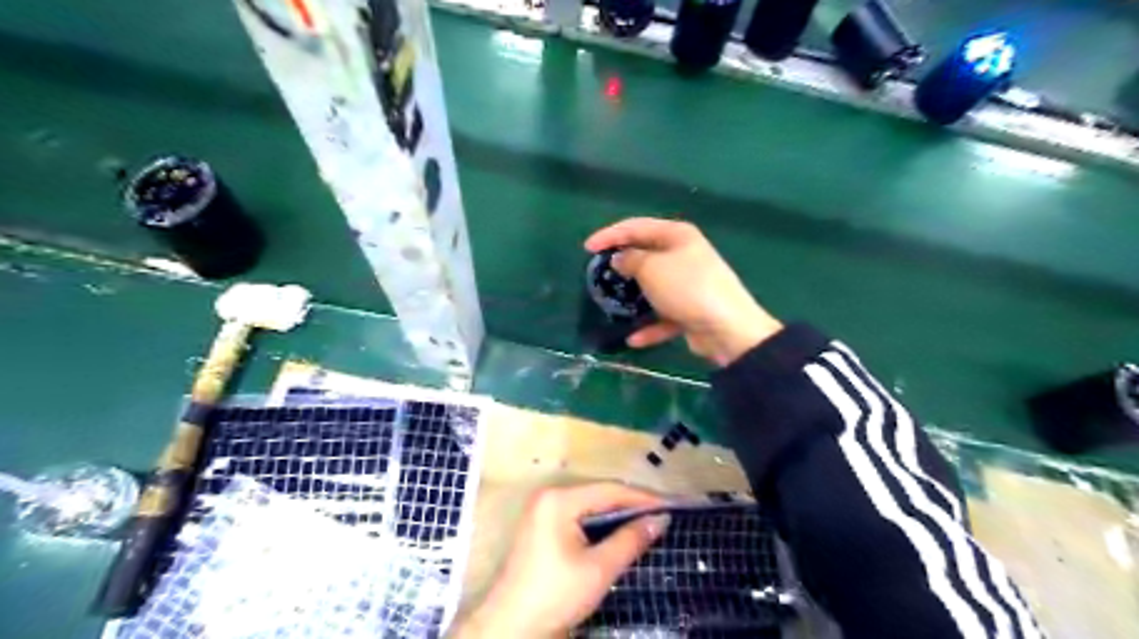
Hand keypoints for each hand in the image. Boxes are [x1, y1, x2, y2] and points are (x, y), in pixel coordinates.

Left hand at [451, 485, 669, 634]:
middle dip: (631, 505)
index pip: (610, 490)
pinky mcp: (542, 526)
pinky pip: (579, 516)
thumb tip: (660, 520)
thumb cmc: (555, 596)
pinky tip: (620, 533)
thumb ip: (630, 540)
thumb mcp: (598, 569)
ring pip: (590, 505)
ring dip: (617, 515)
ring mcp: (543, 510)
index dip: (643, 498)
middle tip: (662, 515)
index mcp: (559, 500)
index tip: (671, 507)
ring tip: (648, 523)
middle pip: (599, 494)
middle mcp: (550, 496)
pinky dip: (601, 524)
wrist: (512, 628)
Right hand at [587, 216, 783, 364]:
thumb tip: (620, 259)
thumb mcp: (651, 269)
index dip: (610, 235)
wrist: (728, 328)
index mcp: (677, 235)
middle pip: (646, 255)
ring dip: (634, 297)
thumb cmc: (687, 288)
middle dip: (622, 265)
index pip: (636, 227)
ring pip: (654, 287)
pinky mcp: (691, 310)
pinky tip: (634, 339)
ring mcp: (689, 284)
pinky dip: (650, 326)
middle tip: (598, 274)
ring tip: (611, 304)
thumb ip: (630, 260)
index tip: (587, 248)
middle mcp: (685, 255)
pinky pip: (664, 315)